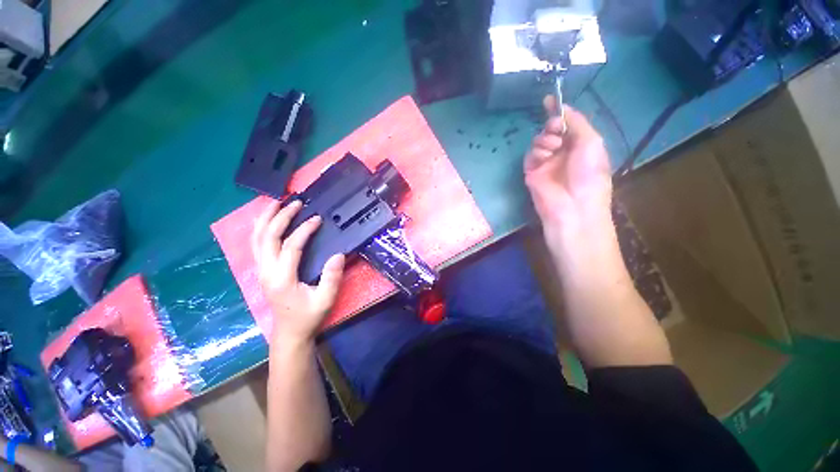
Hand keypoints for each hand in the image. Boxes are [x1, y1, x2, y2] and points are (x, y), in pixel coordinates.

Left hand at [251, 200, 345, 344]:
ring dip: (265, 219)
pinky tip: (268, 220)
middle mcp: (267, 271)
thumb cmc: (309, 316)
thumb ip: (332, 277)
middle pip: (268, 237)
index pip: (291, 246)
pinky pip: (257, 245)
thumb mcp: (325, 299)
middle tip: (295, 202)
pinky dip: (261, 229)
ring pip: (256, 239)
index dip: (304, 230)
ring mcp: (261, 271)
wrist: (290, 332)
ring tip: (275, 202)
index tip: (317, 219)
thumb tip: (338, 254)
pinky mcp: (262, 271)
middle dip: (280, 217)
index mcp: (282, 278)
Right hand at [524, 96, 612, 239]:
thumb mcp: (591, 142)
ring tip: (552, 149)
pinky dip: (535, 153)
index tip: (549, 100)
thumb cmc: (589, 173)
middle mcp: (563, 152)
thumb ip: (577, 122)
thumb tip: (563, 108)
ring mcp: (546, 163)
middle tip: (556, 129)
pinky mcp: (532, 172)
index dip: (559, 112)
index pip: (568, 125)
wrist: (572, 205)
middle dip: (553, 125)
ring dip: (545, 140)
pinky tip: (543, 158)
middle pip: (552, 130)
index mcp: (581, 145)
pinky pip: (530, 155)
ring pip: (539, 141)